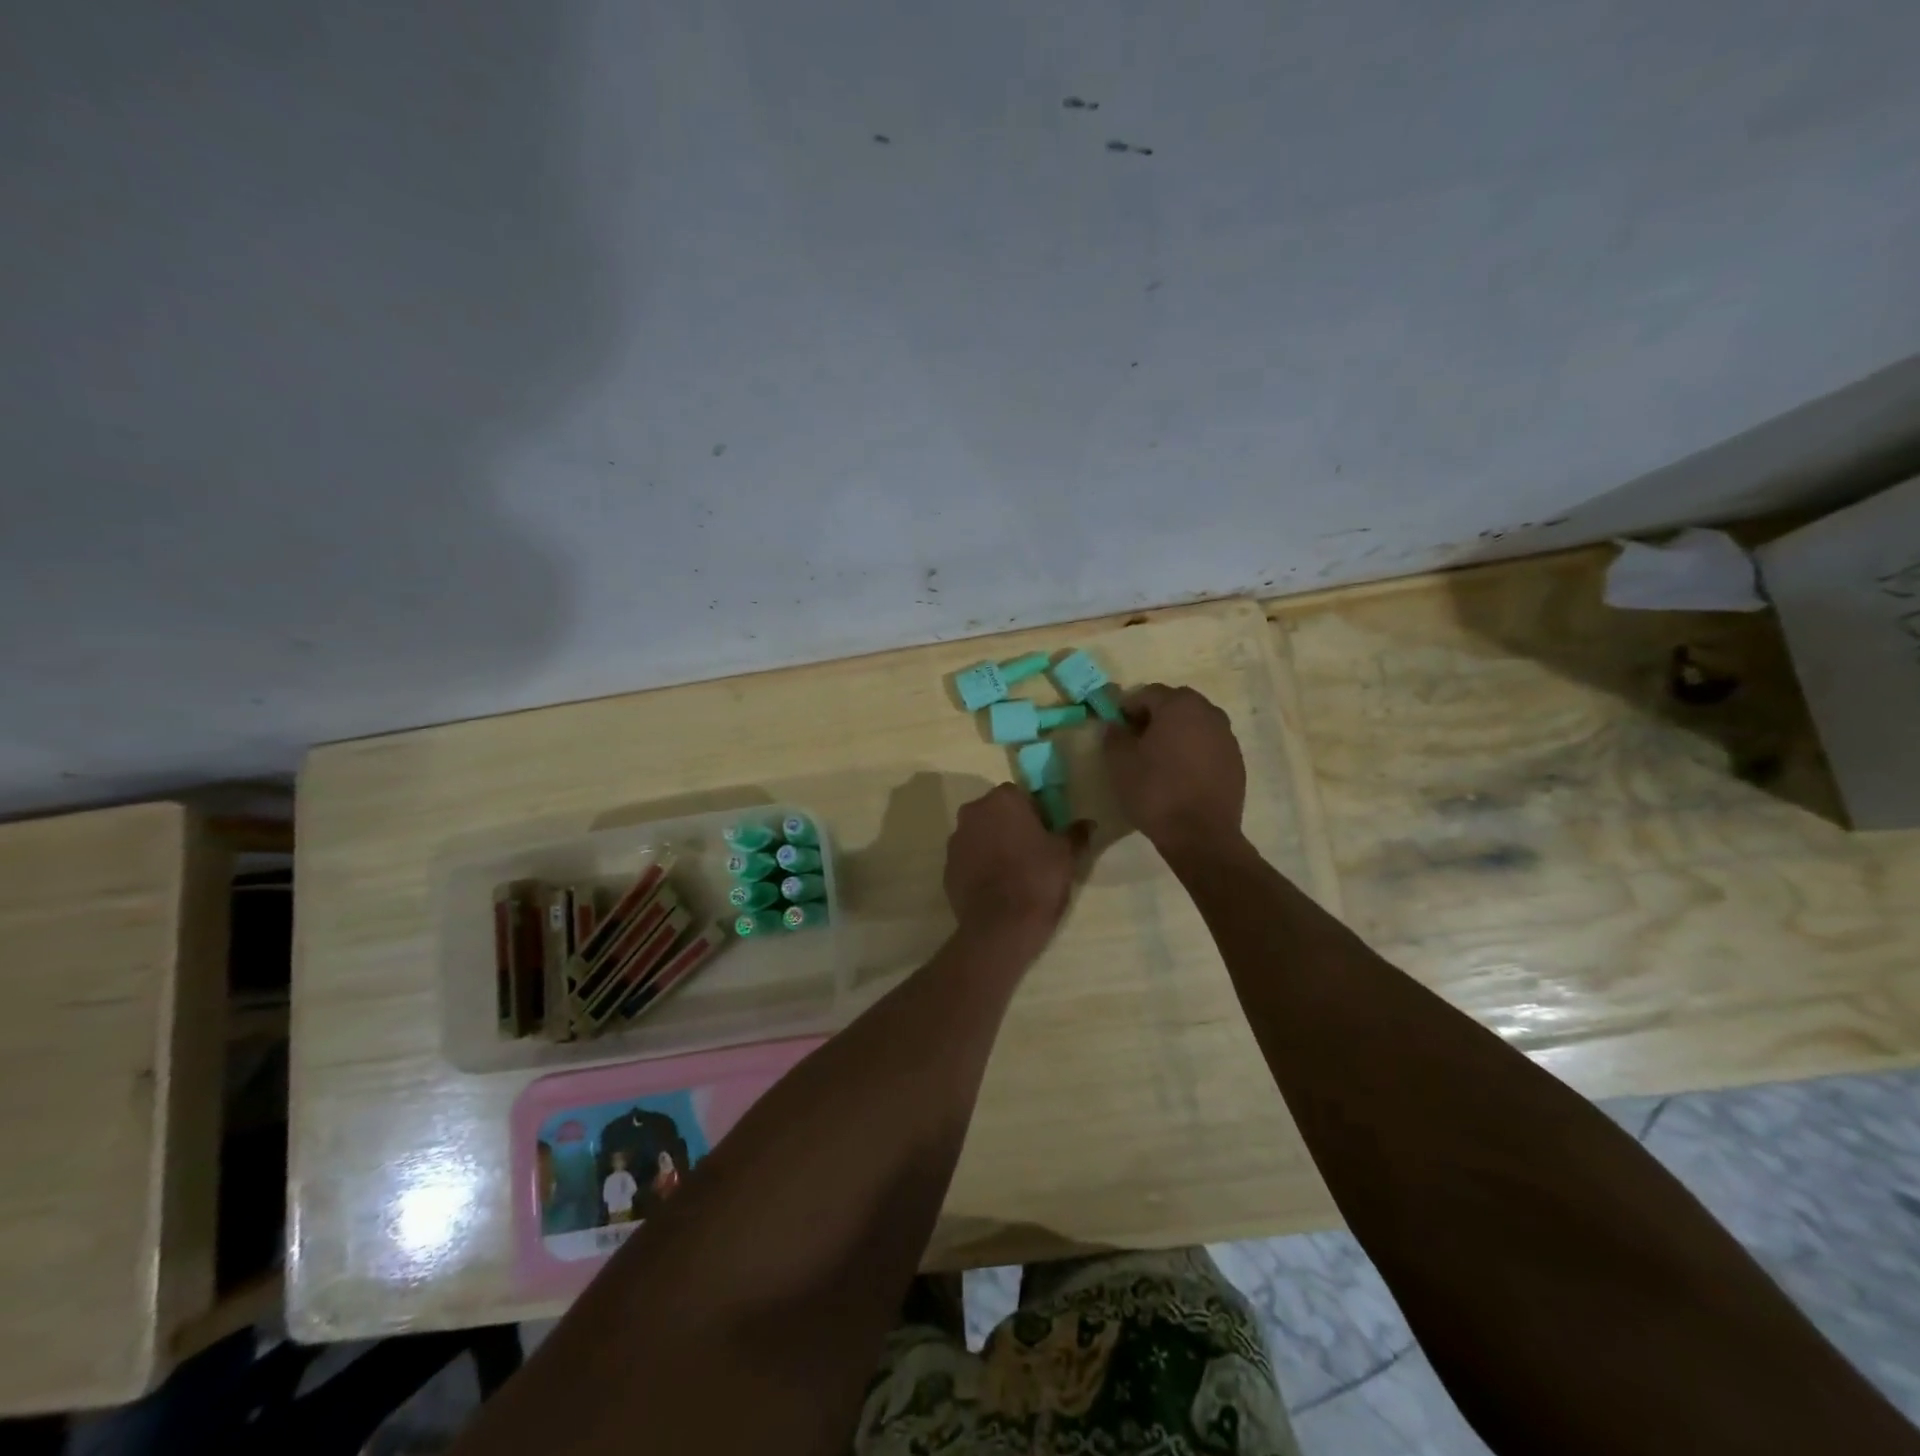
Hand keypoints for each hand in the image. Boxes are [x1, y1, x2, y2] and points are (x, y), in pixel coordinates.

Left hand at [943, 783, 1085, 951]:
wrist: (999, 926)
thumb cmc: (1037, 879)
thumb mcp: (1066, 855)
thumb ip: (1076, 834)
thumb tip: (1089, 824)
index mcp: (1003, 800)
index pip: (1021, 796)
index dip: (1035, 814)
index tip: (1046, 835)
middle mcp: (973, 812)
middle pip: (996, 813)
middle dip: (1011, 827)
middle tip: (1031, 853)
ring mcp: (955, 840)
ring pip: (980, 835)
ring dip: (993, 845)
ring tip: (1013, 873)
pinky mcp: (947, 867)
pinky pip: (968, 860)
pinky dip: (980, 867)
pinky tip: (996, 888)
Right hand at [1102, 684, 1246, 858]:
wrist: (1200, 835)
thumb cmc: (1155, 792)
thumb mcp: (1120, 763)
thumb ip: (1114, 736)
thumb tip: (1116, 725)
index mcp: (1179, 706)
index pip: (1147, 693)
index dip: (1128, 707)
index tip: (1117, 727)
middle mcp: (1208, 712)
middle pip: (1175, 703)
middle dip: (1155, 716)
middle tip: (1137, 740)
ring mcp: (1227, 736)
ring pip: (1195, 723)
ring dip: (1177, 732)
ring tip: (1160, 758)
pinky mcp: (1236, 760)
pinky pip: (1209, 744)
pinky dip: (1194, 750)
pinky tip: (1181, 774)